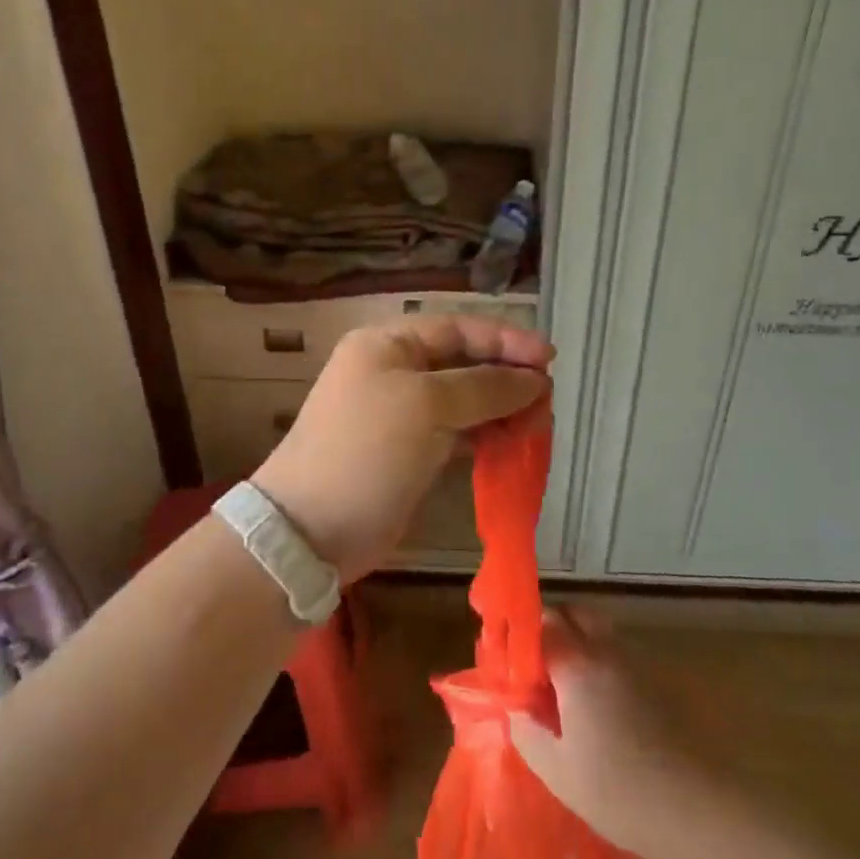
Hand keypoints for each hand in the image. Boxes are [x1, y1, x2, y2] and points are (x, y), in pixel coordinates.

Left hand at [252, 315, 552, 581]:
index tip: (549, 359)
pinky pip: (457, 433)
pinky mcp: (409, 453)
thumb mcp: (425, 405)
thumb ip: (484, 386)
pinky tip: (510, 444)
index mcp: (388, 345)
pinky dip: (485, 435)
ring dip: (500, 408)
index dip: (505, 340)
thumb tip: (534, 379)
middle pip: (463, 363)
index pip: (457, 328)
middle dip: (506, 377)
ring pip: (464, 400)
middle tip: (546, 400)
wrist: (310, 530)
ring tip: (536, 425)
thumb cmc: (366, 451)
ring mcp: (400, 414)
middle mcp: (393, 371)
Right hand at [509, 611, 710, 858]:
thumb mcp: (558, 772)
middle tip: (538, 668)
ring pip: (600, 631)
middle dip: (552, 629)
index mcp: (578, 664)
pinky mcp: (658, 682)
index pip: (542, 622)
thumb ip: (528, 733)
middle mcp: (607, 651)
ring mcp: (637, 663)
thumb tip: (516, 709)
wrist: (698, 809)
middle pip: (575, 613)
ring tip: (567, 688)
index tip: (512, 663)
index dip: (522, 637)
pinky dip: (602, 663)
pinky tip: (599, 705)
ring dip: (579, 644)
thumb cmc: (620, 791)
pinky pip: (620, 655)